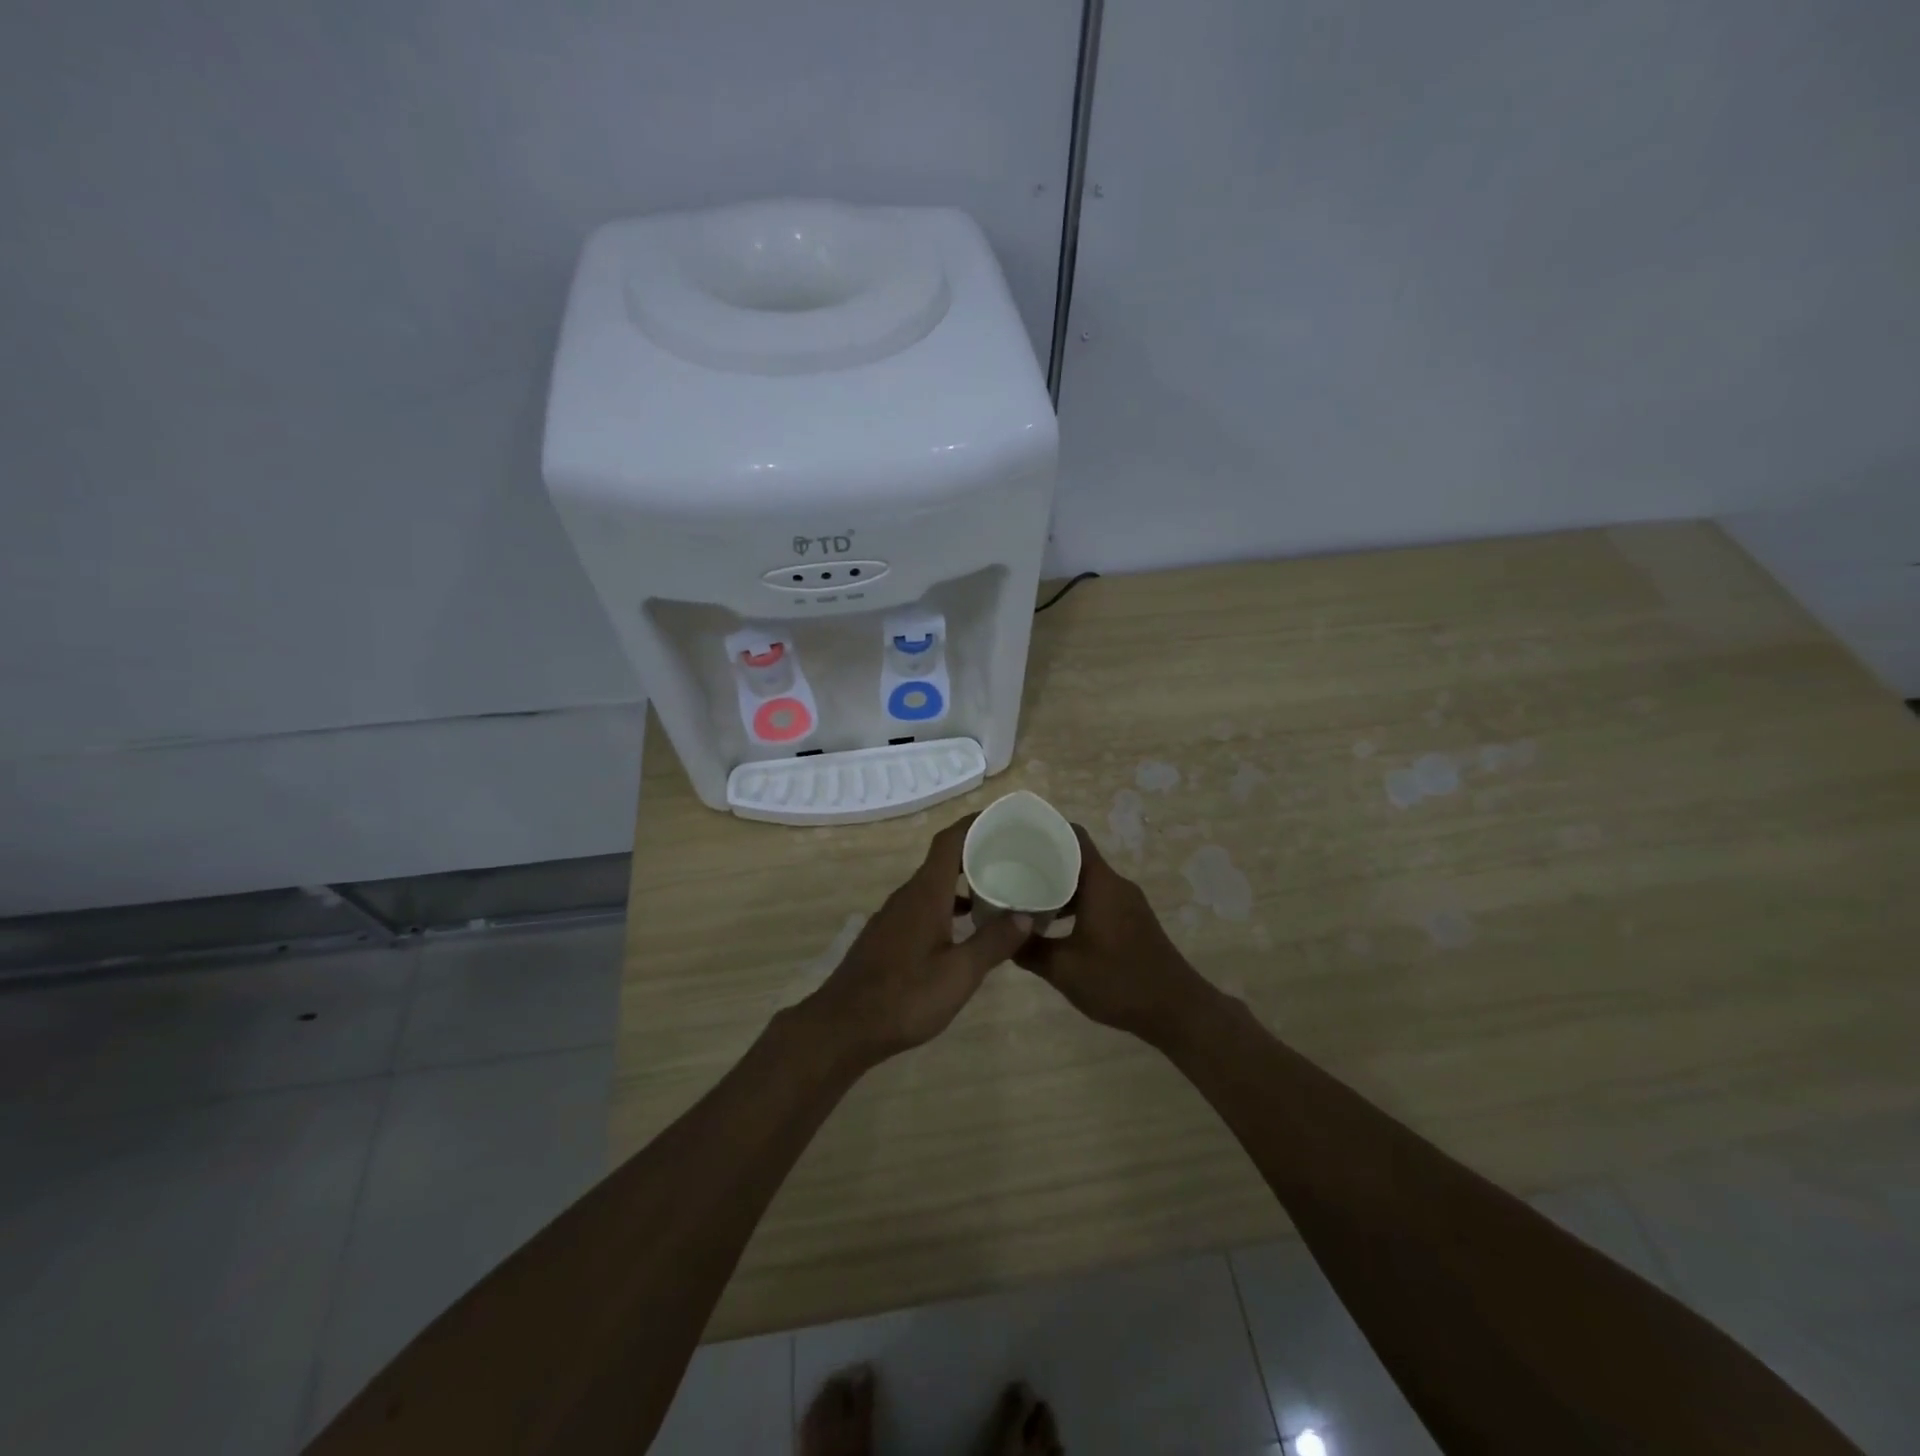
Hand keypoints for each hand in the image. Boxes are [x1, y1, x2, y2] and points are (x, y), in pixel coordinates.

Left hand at [801, 815, 1034, 1067]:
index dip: (975, 823)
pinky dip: (948, 905)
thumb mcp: (959, 974)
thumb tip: (1026, 914)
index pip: (950, 840)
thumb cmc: (905, 997)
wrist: (843, 1027)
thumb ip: (993, 942)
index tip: (1005, 820)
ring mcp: (894, 916)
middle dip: (977, 851)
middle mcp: (908, 895)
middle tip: (1014, 857)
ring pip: (934, 885)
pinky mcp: (889, 936)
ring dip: (964, 881)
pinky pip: (924, 905)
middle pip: (944, 859)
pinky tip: (966, 929)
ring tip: (998, 891)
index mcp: (926, 893)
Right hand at [1014, 826, 1211, 1044]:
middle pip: (1077, 857)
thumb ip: (1029, 950)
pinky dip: (1075, 903)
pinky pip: (1098, 898)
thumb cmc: (1118, 980)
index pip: (1073, 835)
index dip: (1045, 829)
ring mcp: (1128, 903)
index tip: (1016, 834)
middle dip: (1045, 860)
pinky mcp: (1133, 920)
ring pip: (1087, 881)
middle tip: (1010, 868)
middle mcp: (1116, 884)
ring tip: (1025, 896)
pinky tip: (1054, 925)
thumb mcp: (1063, 969)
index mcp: (1101, 882)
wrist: (1176, 1010)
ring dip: (1059, 885)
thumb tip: (1002, 937)